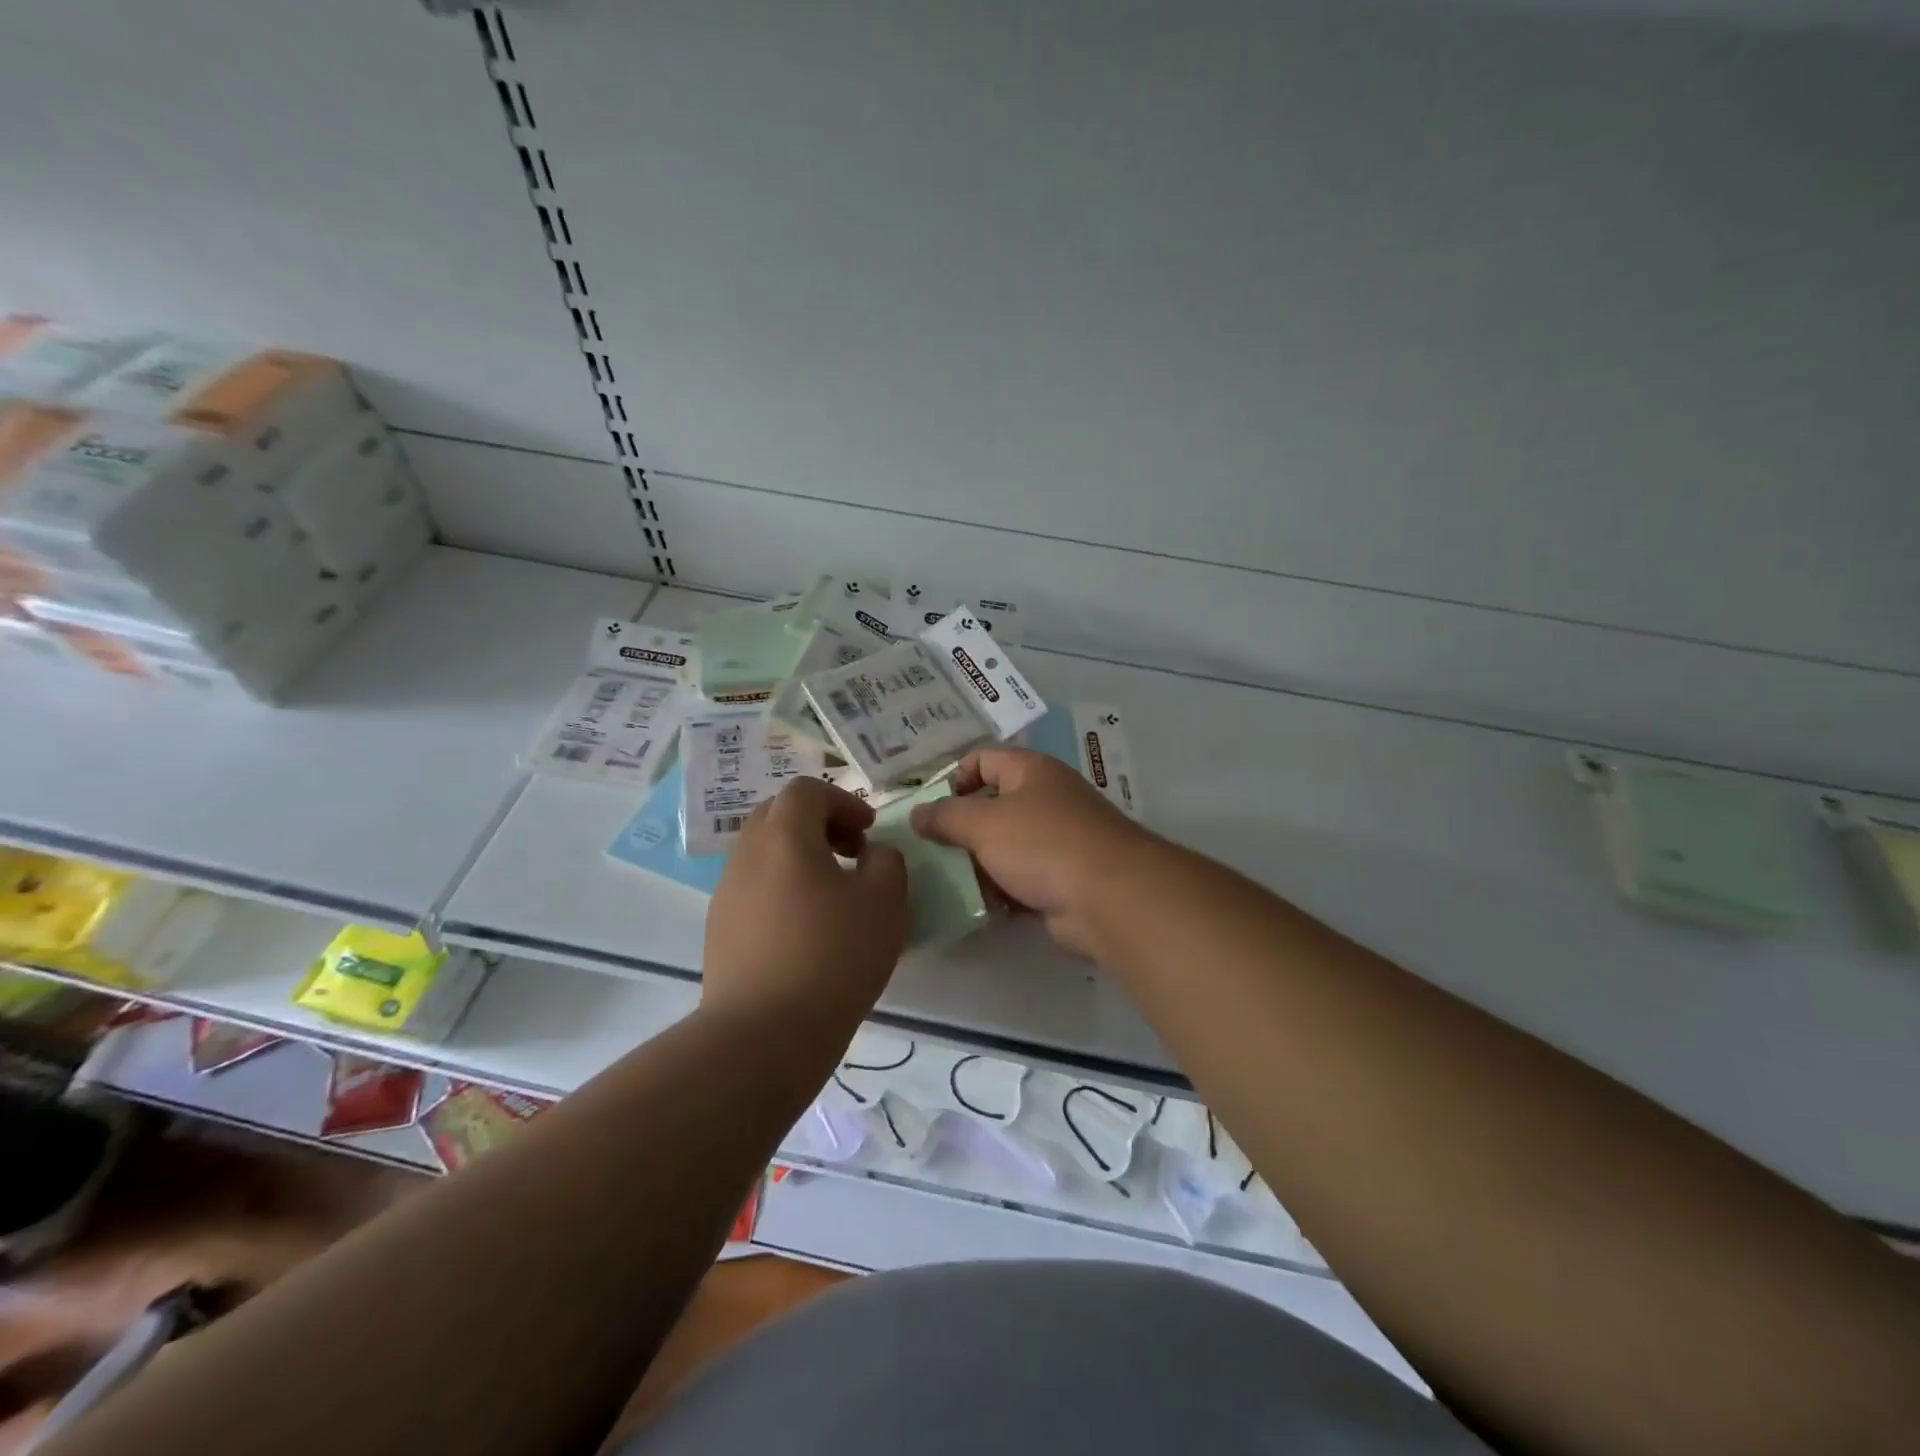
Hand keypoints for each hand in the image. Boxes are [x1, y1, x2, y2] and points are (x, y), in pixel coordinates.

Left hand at [703, 778, 908, 1031]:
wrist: (764, 1033)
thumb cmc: (833, 956)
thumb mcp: (886, 902)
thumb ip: (886, 861)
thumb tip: (871, 855)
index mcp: (784, 836)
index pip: (806, 790)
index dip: (843, 802)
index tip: (868, 832)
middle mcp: (746, 853)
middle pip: (778, 815)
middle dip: (818, 824)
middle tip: (850, 854)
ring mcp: (726, 892)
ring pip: (763, 852)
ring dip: (798, 857)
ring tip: (830, 895)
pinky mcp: (718, 928)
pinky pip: (752, 887)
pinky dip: (781, 888)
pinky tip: (804, 929)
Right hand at [911, 747, 1161, 957]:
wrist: (1109, 898)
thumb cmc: (1042, 845)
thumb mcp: (983, 824)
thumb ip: (945, 816)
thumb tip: (917, 813)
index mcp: (1031, 771)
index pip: (983, 759)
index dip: (954, 779)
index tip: (932, 812)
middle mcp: (1046, 799)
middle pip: (992, 806)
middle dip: (962, 830)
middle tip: (933, 853)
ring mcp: (1058, 840)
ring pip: (1005, 847)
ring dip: (979, 865)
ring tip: (953, 884)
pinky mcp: (1063, 878)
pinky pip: (1021, 879)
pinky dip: (1002, 891)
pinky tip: (985, 907)